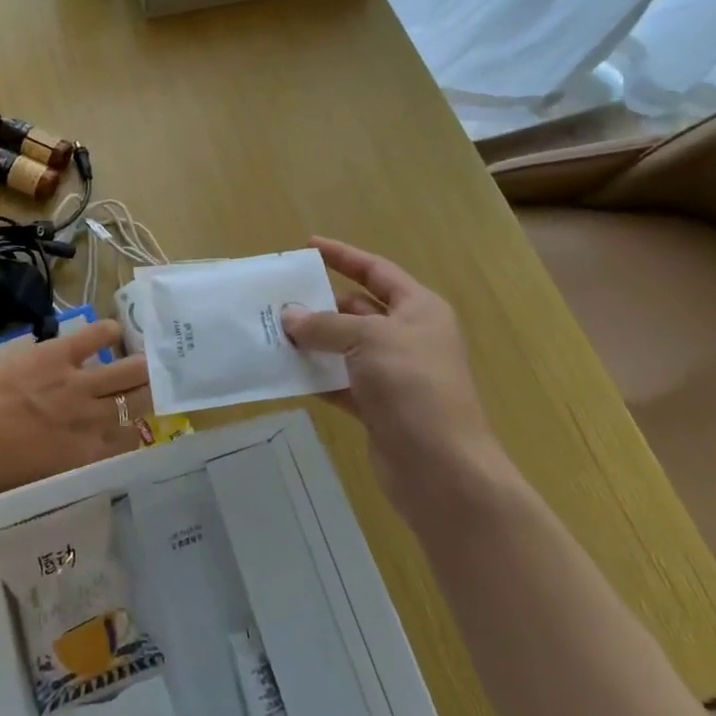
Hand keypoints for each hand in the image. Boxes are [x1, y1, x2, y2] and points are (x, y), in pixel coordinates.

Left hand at [0, 321, 152, 498]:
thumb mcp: (38, 481)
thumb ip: (70, 467)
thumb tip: (85, 456)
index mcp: (86, 456)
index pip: (130, 441)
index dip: (136, 430)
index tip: (135, 424)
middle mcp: (92, 419)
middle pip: (139, 401)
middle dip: (150, 393)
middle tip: (152, 385)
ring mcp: (78, 383)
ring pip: (131, 370)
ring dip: (142, 365)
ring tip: (147, 357)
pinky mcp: (59, 353)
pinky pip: (97, 336)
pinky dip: (110, 332)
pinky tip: (115, 331)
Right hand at [281, 238, 500, 514]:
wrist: (442, 469)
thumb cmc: (413, 386)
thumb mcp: (368, 340)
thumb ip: (325, 325)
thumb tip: (289, 317)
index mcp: (418, 309)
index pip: (376, 271)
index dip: (343, 256)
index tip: (308, 246)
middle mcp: (408, 337)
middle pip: (358, 309)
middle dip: (320, 303)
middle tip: (278, 297)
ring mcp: (393, 374)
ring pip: (345, 347)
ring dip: (313, 341)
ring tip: (272, 332)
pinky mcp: (378, 408)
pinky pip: (340, 382)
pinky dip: (316, 377)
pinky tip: (286, 372)